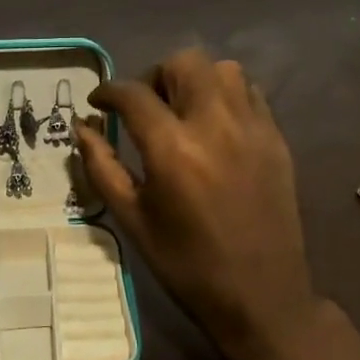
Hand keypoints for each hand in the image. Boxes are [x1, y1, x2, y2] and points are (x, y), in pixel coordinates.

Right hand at [75, 48, 325, 359]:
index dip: (108, 91)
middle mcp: (215, 125)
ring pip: (222, 69)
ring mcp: (252, 128)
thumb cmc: (186, 263)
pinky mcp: (276, 138)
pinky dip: (225, 94)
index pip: (133, 94)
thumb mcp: (132, 219)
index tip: (98, 102)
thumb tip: (82, 127)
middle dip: (154, 76)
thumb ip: (102, 167)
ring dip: (194, 79)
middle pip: (183, 63)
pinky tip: (214, 124)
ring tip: (182, 110)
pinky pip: (250, 92)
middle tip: (144, 107)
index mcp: (173, 150)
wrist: (261, 296)